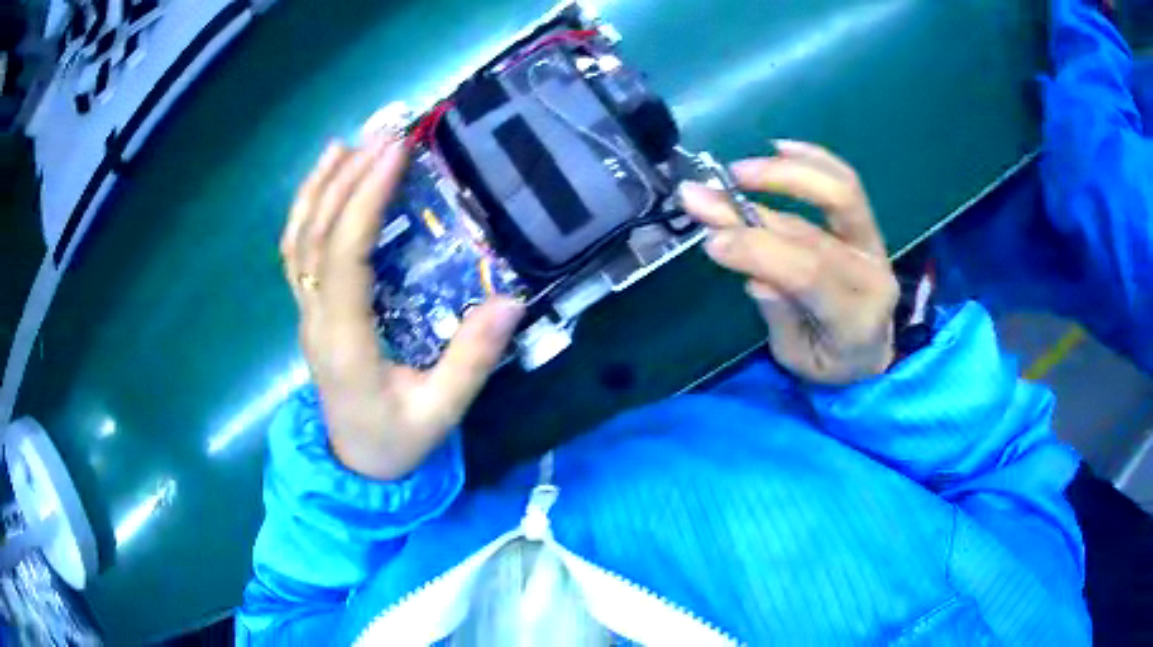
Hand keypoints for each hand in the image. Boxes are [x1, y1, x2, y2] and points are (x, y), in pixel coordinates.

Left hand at [281, 135, 524, 479]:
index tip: (396, 153)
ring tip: (350, 143)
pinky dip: (306, 209)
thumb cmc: (397, 440)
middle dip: (347, 178)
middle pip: (315, 237)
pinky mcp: (309, 310)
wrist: (357, 464)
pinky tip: (327, 180)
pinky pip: (296, 252)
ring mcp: (305, 314)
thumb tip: (509, 301)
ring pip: (297, 240)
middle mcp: (315, 320)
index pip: (343, 259)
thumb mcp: (442, 412)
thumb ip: (471, 360)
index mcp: (344, 344)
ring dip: (320, 186)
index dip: (363, 200)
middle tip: (386, 132)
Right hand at [680, 141, 898, 384]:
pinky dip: (815, 160)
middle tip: (706, 192)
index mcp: (855, 317)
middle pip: (813, 230)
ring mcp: (873, 244)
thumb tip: (754, 274)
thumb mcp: (799, 360)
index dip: (758, 250)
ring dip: (784, 173)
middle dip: (754, 207)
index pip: (807, 273)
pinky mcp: (867, 227)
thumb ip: (780, 317)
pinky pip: (847, 184)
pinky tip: (782, 148)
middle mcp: (871, 273)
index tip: (711, 240)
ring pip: (837, 194)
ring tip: (737, 171)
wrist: (874, 351)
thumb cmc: (832, 363)